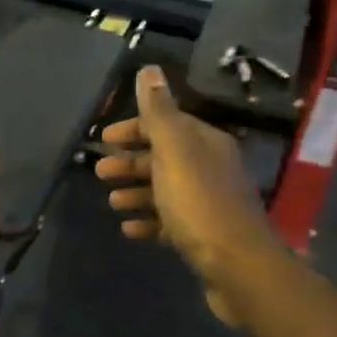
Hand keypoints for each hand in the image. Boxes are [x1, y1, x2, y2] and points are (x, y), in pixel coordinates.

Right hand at [95, 64, 281, 324]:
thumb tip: (149, 69)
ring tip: (112, 203)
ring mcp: (208, 203)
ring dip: (136, 192)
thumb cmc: (199, 203)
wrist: (237, 266)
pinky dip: (148, 222)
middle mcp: (210, 168)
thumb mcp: (175, 150)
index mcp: (205, 143)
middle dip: (130, 162)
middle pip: (164, 157)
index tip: (103, 140)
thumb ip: (159, 111)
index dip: (134, 128)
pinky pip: (170, 222)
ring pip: (165, 190)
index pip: (166, 123)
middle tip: (100, 173)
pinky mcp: (204, 236)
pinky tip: (129, 230)